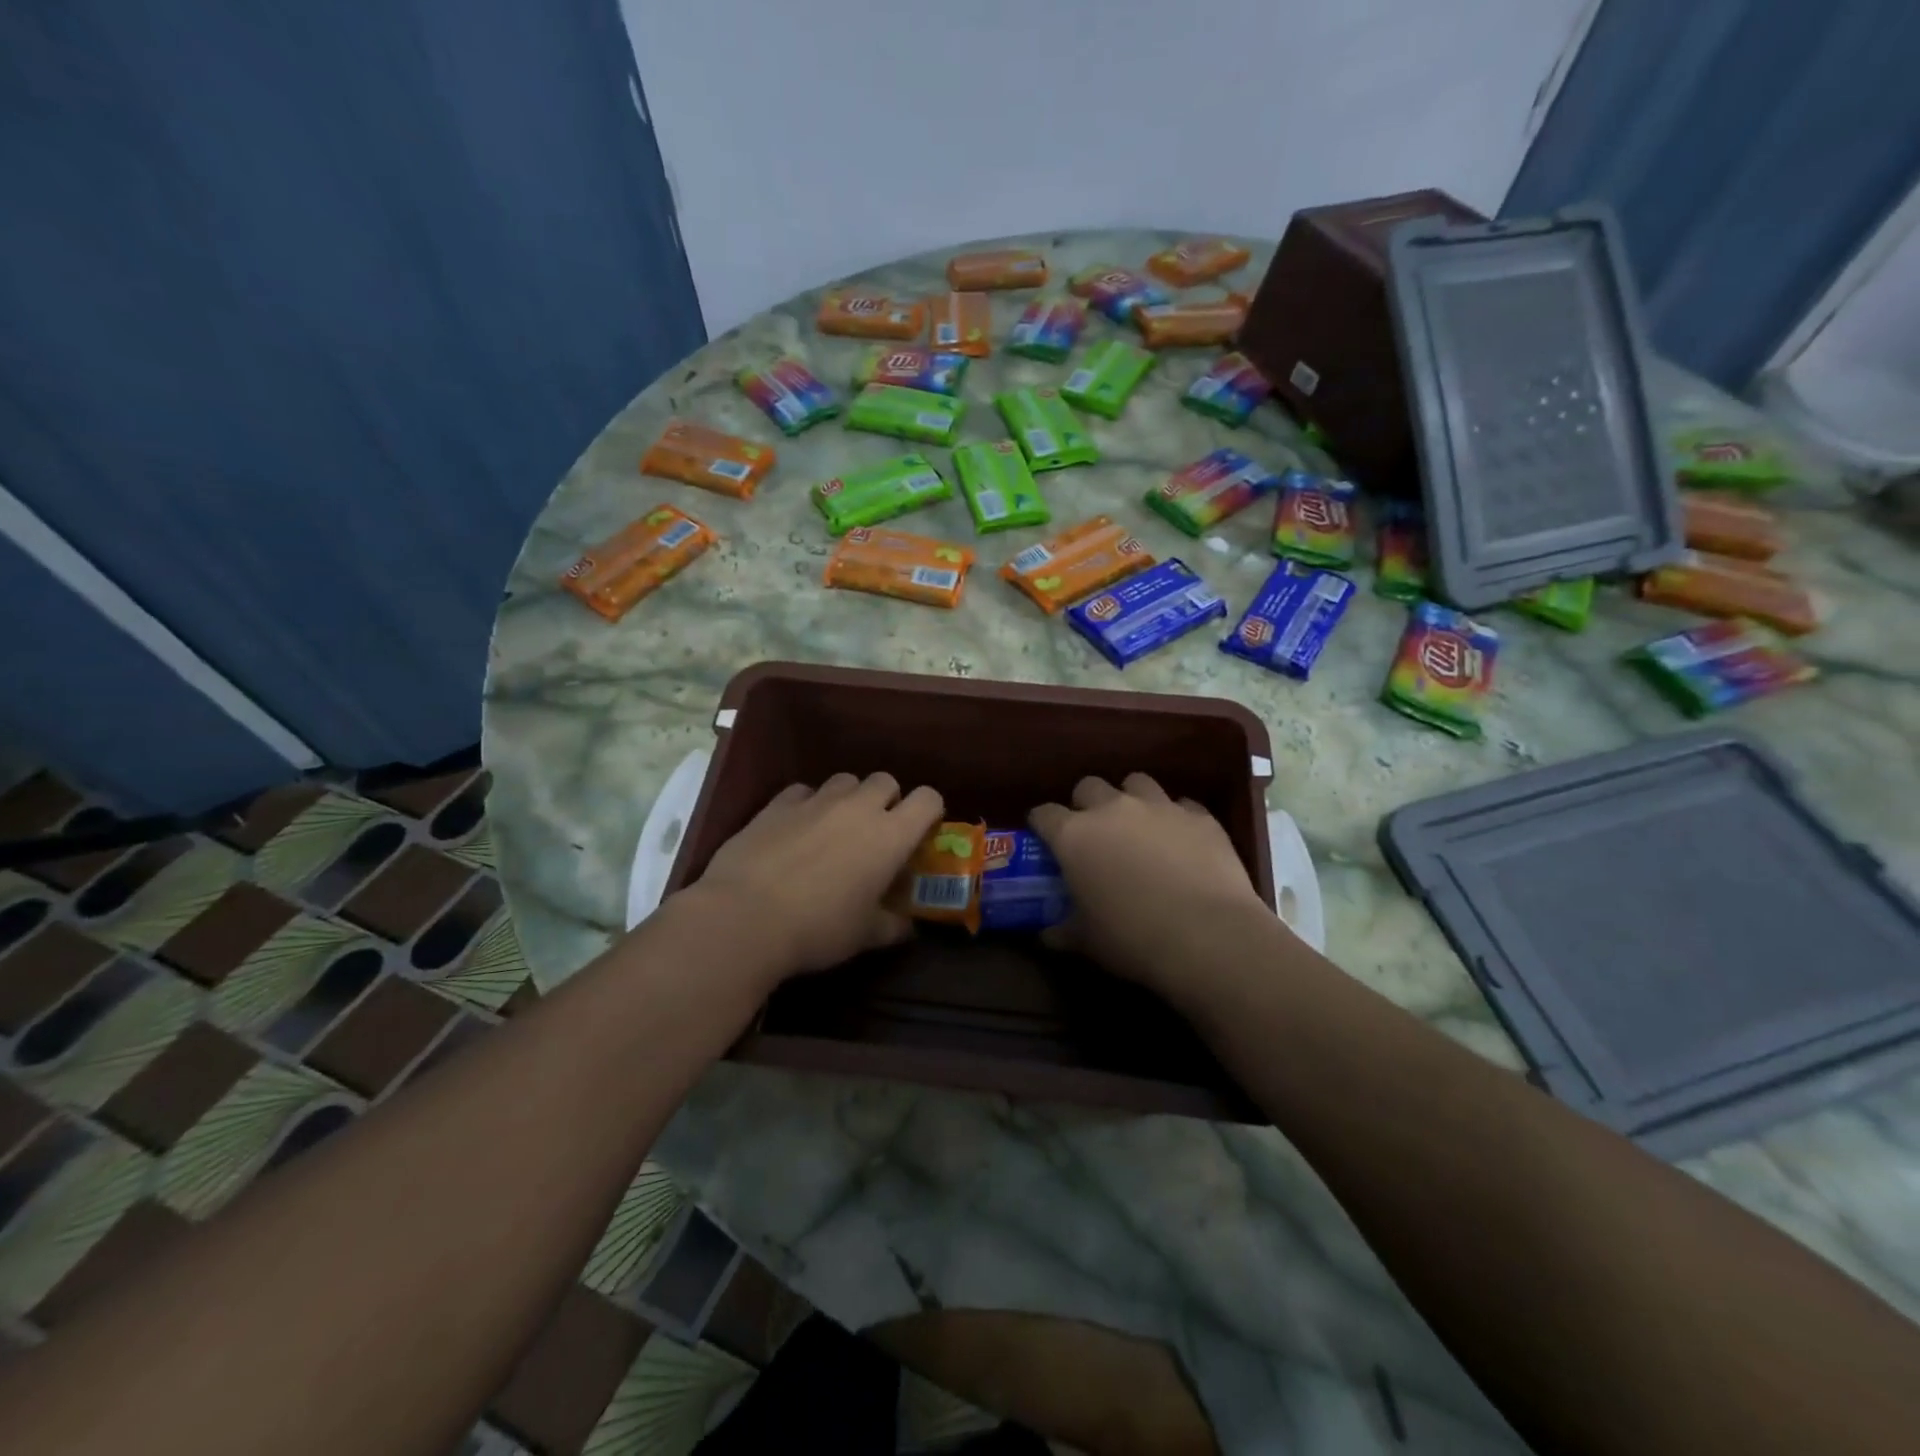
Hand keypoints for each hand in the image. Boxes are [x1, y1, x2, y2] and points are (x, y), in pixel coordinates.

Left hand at [687, 772, 943, 980]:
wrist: (744, 918)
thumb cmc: (818, 929)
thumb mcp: (865, 936)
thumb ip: (893, 926)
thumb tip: (907, 926)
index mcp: (890, 836)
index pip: (928, 799)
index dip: (930, 811)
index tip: (921, 833)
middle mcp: (858, 807)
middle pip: (886, 781)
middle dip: (887, 800)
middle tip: (876, 833)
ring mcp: (815, 801)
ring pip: (845, 781)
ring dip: (848, 798)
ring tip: (835, 828)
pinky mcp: (777, 804)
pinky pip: (803, 791)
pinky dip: (807, 804)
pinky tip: (796, 829)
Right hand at [1030, 773, 1270, 991]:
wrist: (1208, 937)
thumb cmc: (1133, 938)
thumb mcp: (1087, 941)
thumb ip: (1062, 930)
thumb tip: (1048, 934)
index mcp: (1074, 836)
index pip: (1044, 814)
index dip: (1041, 824)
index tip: (1043, 838)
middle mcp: (1113, 809)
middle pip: (1089, 786)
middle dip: (1086, 804)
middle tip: (1093, 833)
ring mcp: (1159, 807)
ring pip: (1136, 783)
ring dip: (1131, 800)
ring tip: (1139, 827)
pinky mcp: (1200, 816)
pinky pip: (1182, 805)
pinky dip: (1176, 819)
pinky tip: (1182, 842)